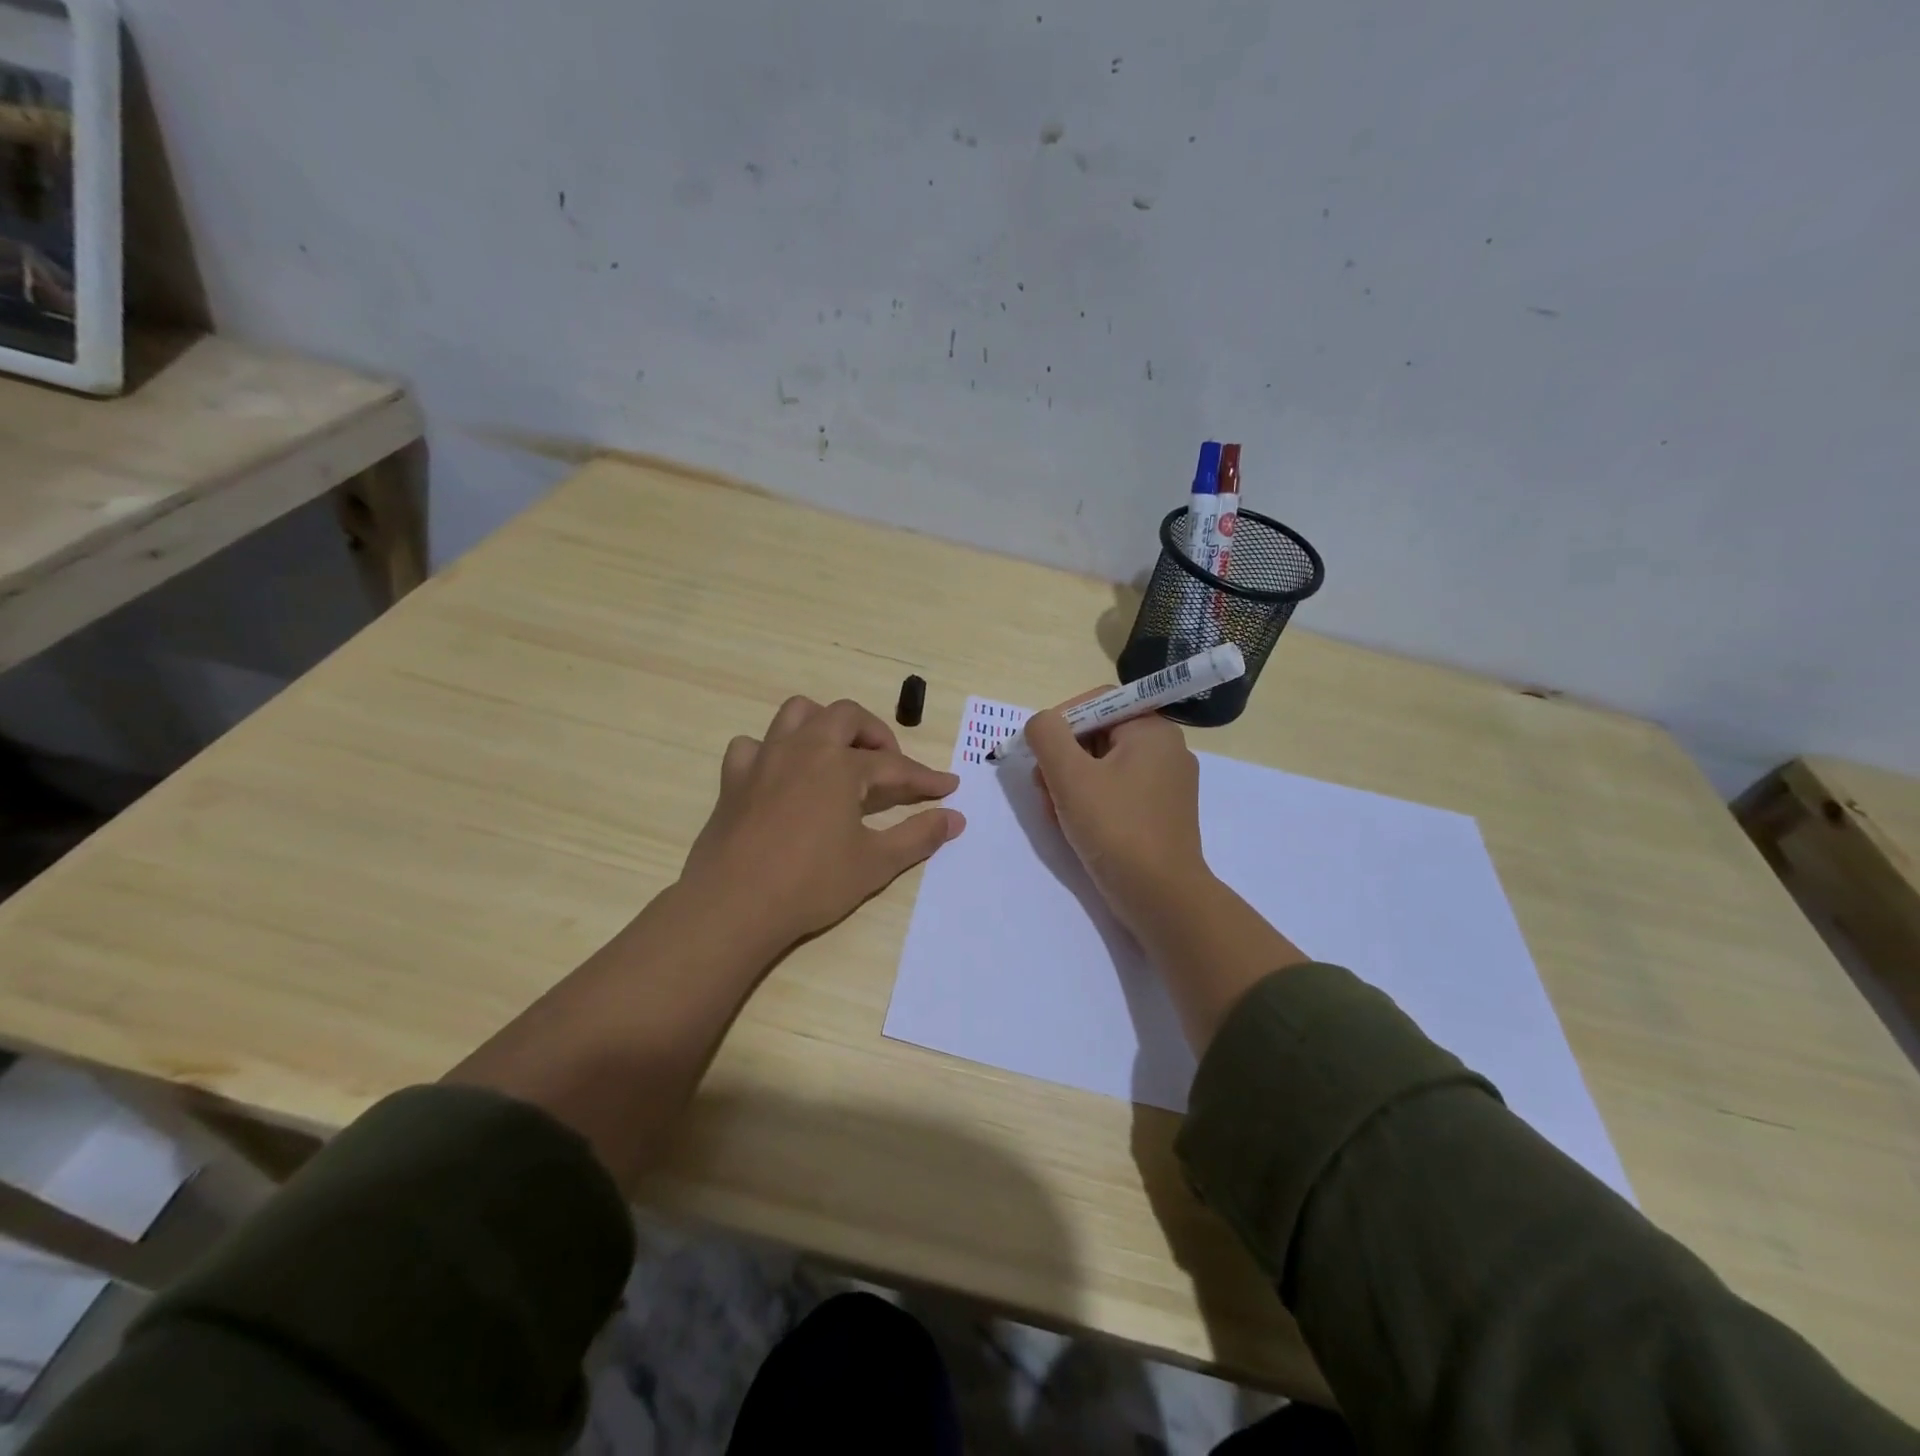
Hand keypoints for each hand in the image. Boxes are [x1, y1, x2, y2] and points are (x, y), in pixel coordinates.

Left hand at [679, 696, 965, 949]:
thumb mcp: (875, 863)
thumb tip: (955, 818)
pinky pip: (752, 745)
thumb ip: (918, 835)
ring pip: (797, 714)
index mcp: (841, 766)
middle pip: (846, 717)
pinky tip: (780, 775)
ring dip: (823, 725)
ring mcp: (764, 759)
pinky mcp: (734, 779)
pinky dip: (771, 751)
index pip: (895, 766)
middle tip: (889, 765)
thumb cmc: (811, 883)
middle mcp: (804, 749)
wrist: (734, 905)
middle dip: (875, 734)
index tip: (948, 787)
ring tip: (837, 754)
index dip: (925, 778)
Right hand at [1023, 698, 1207, 936]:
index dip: (1059, 722)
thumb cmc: (1115, 828)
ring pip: (1104, 767)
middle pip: (1098, 735)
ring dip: (1071, 783)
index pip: (1097, 703)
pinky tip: (1073, 826)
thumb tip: (1041, 723)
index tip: (1036, 752)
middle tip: (1042, 788)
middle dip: (1062, 759)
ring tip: (1054, 813)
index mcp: (1153, 730)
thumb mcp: (1070, 775)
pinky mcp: (1161, 814)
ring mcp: (1167, 784)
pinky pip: (1118, 792)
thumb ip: (1047, 735)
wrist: (1161, 897)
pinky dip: (1091, 802)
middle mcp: (1166, 749)